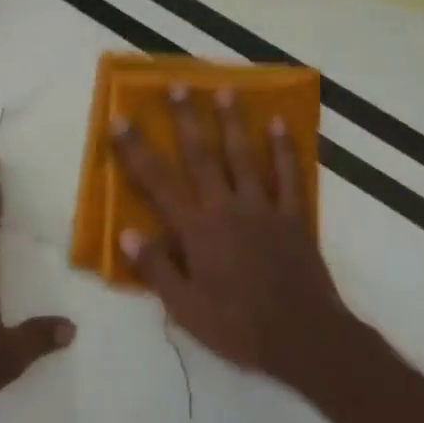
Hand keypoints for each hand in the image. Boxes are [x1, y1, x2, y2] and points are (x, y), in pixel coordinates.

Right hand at [110, 87, 349, 382]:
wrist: (303, 337)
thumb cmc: (237, 326)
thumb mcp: (185, 308)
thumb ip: (156, 268)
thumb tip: (127, 233)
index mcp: (196, 229)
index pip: (157, 182)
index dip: (136, 150)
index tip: (120, 120)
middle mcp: (226, 207)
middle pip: (202, 155)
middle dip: (186, 119)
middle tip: (177, 84)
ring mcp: (263, 208)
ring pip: (244, 156)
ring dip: (233, 122)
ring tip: (226, 90)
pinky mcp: (294, 216)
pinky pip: (289, 176)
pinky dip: (285, 149)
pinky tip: (280, 124)